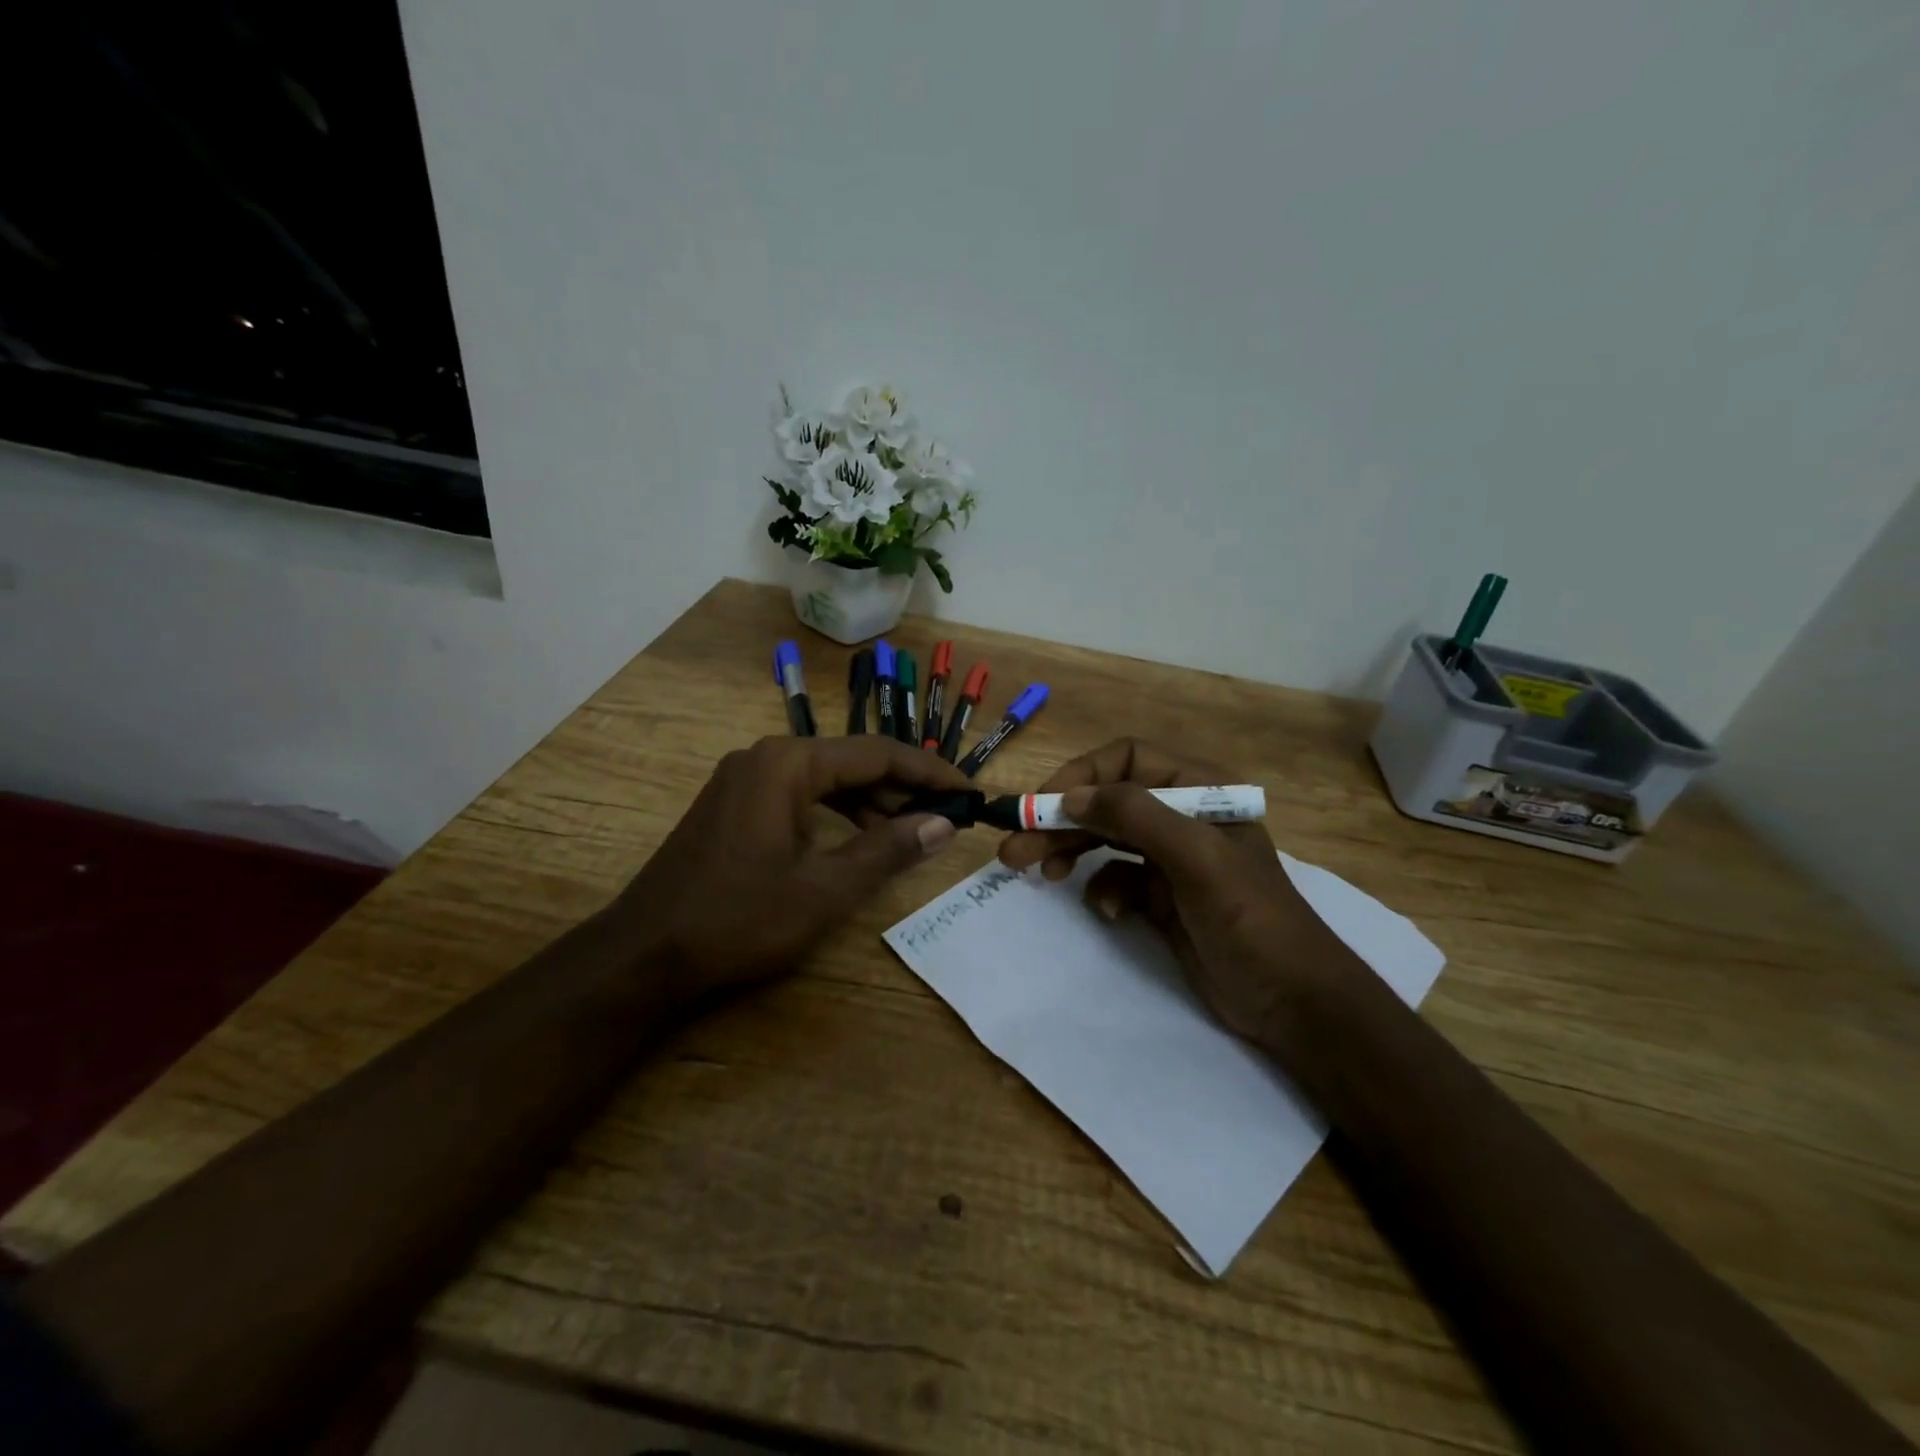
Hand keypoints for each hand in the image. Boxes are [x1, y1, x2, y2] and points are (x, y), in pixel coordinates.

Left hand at [612, 736, 969, 998]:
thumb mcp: (824, 889)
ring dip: (871, 802)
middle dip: (902, 788)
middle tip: (946, 817)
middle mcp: (766, 757)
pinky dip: (836, 813)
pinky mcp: (735, 803)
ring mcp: (745, 778)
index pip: (877, 754)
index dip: (929, 772)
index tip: (968, 792)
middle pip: (851, 762)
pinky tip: (860, 838)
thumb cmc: (738, 918)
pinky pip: (800, 795)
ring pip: (826, 779)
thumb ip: (888, 850)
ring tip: (912, 831)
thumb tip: (944, 824)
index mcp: (788, 763)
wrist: (644, 954)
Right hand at [997, 738, 1358, 1044]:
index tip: (1045, 806)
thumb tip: (1070, 796)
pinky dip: (1104, 891)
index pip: (1127, 759)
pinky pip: (1115, 878)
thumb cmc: (1251, 919)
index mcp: (1200, 789)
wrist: (1292, 1002)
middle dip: (1060, 821)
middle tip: (1014, 847)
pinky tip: (1110, 912)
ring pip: (1104, 839)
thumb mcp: (1196, 858)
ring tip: (1034, 872)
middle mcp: (1182, 815)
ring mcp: (1170, 858)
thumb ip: (1136, 816)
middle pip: (1107, 802)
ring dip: (1069, 852)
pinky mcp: (1160, 896)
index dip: (1082, 776)